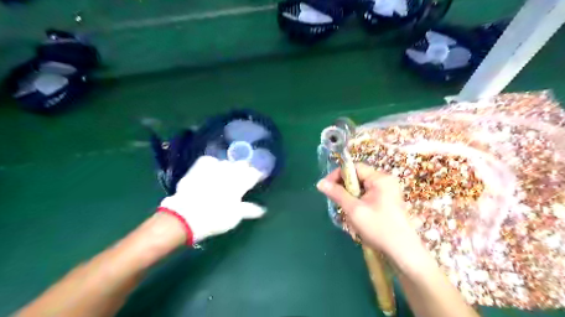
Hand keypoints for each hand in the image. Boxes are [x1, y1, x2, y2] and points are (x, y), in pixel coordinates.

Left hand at [158, 156, 264, 244]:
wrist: (186, 216)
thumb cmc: (215, 218)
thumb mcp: (235, 217)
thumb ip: (249, 210)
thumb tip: (262, 210)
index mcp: (240, 183)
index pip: (254, 174)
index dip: (258, 175)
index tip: (259, 178)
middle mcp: (229, 172)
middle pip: (242, 164)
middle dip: (245, 169)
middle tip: (243, 177)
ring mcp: (213, 168)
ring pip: (227, 162)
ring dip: (229, 167)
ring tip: (227, 174)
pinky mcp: (199, 167)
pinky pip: (210, 160)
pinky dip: (213, 164)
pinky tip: (212, 169)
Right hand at [317, 165, 413, 255]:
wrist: (403, 251)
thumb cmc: (378, 228)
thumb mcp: (354, 210)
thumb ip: (337, 194)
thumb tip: (320, 183)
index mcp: (380, 179)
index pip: (354, 167)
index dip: (338, 174)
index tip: (326, 186)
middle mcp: (385, 181)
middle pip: (358, 177)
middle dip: (344, 187)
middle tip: (335, 200)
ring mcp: (388, 191)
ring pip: (361, 187)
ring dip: (350, 196)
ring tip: (346, 210)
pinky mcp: (387, 201)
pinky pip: (367, 195)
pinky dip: (358, 201)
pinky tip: (356, 214)